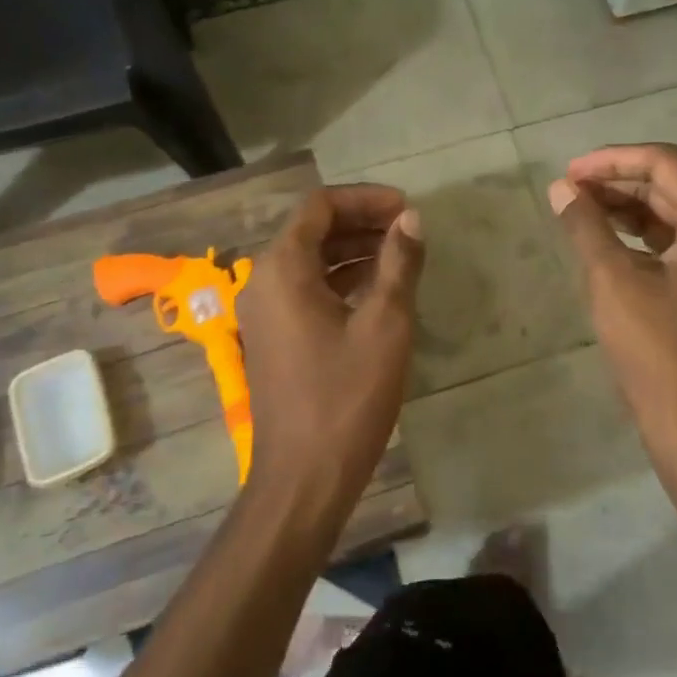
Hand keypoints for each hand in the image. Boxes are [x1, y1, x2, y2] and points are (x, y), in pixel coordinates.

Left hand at [238, 185, 423, 514]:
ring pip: (310, 261)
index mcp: (283, 268)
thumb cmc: (346, 396)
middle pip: (312, 230)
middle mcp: (263, 281)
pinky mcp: (273, 337)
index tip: (407, 209)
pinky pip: (306, 290)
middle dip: (362, 222)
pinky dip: (340, 280)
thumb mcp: (385, 324)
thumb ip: (399, 263)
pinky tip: (378, 290)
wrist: (303, 477)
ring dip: (353, 251)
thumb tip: (412, 220)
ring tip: (401, 255)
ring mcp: (264, 312)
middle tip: (408, 230)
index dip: (366, 199)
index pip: (320, 206)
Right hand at [548, 144, 676, 472]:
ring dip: (623, 207)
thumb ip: (586, 226)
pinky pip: (670, 242)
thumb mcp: (613, 279)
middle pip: (668, 184)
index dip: (612, 160)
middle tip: (567, 190)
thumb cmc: (658, 348)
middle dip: (616, 181)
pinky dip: (635, 235)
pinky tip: (602, 241)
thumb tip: (561, 189)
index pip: (663, 163)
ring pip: (667, 213)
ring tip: (576, 210)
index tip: (568, 172)